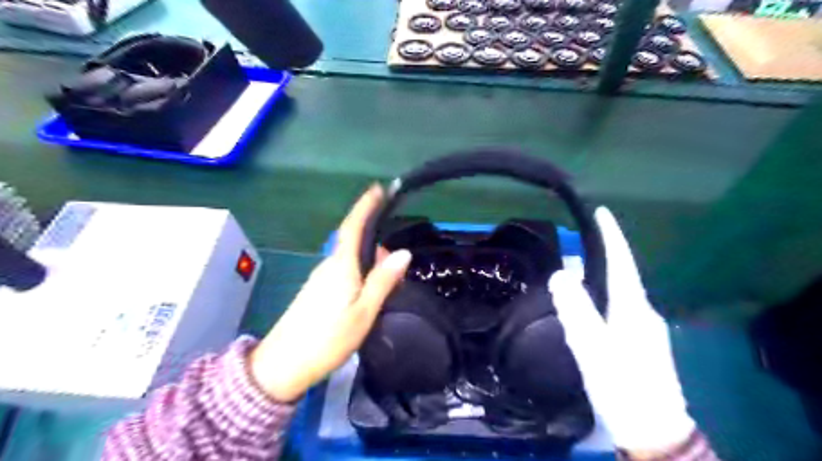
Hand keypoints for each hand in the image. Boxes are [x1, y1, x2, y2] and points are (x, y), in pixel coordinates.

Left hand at [250, 187, 410, 403]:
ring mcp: (320, 278)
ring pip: (351, 259)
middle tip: (397, 271)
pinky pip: (343, 272)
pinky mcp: (317, 291)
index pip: (353, 226)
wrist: (283, 366)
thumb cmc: (328, 338)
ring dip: (370, 264)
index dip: (365, 206)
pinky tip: (368, 294)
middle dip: (377, 247)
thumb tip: (403, 253)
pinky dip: (360, 274)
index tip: (378, 189)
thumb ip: (383, 281)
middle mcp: (329, 265)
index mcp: (341, 265)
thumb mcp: (364, 312)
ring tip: (387, 286)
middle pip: (355, 243)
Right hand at [547, 207, 695, 455]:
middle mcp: (644, 312)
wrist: (653, 431)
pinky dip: (601, 297)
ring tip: (575, 272)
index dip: (612, 236)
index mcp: (633, 308)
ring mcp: (645, 328)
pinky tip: (587, 306)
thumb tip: (561, 273)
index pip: (622, 262)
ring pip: (618, 293)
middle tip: (575, 244)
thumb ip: (576, 309)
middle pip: (621, 275)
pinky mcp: (640, 342)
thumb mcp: (592, 347)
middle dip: (601, 255)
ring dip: (599, 278)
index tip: (602, 211)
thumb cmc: (621, 385)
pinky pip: (618, 308)